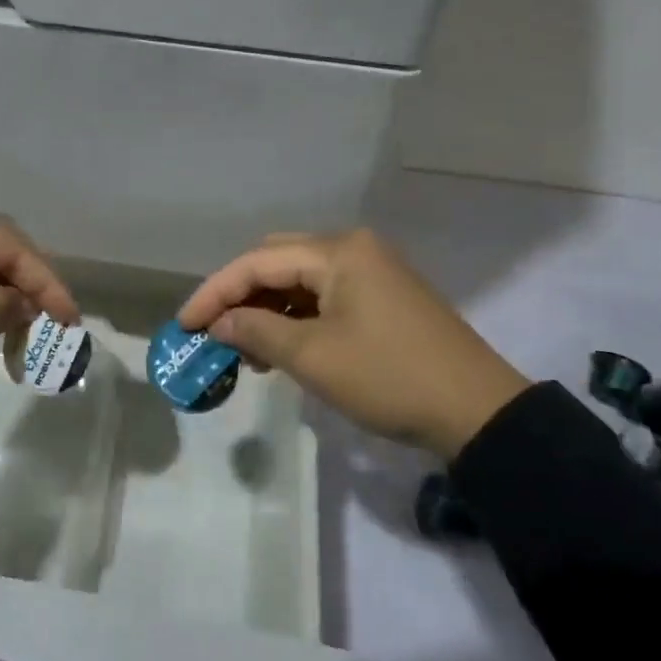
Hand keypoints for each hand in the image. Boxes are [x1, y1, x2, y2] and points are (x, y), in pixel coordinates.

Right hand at [176, 230, 529, 457]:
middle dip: (240, 296)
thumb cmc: (389, 378)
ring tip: (245, 350)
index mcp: (337, 251)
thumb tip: (219, 324)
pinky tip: (281, 346)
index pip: (257, 262)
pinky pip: (324, 295)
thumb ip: (257, 332)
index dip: (214, 292)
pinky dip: (296, 316)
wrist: (478, 411)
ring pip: (300, 280)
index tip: (183, 324)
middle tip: (213, 332)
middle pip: (277, 262)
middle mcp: (353, 248)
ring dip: (267, 309)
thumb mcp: (314, 358)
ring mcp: (372, 270)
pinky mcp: (382, 295)